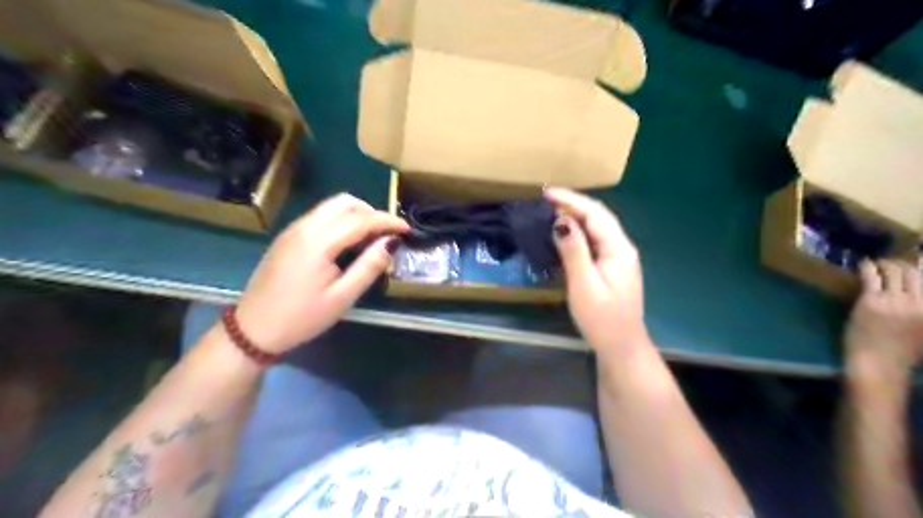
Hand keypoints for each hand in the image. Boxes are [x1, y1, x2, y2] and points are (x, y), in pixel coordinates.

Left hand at [235, 193, 408, 354]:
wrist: (252, 330)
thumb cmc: (301, 318)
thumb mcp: (342, 297)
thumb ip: (369, 267)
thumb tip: (391, 244)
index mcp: (318, 242)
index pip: (360, 219)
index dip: (387, 221)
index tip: (407, 229)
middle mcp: (304, 227)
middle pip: (344, 202)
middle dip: (371, 211)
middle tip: (388, 232)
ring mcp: (292, 230)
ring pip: (330, 207)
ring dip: (356, 214)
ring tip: (372, 236)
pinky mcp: (287, 237)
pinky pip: (320, 216)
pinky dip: (340, 220)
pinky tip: (348, 241)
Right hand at [543, 188, 646, 354]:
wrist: (621, 347)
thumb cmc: (601, 318)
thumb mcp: (584, 284)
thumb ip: (574, 250)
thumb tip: (560, 221)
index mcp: (618, 249)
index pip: (595, 214)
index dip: (571, 200)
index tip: (546, 193)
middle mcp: (622, 248)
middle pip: (599, 217)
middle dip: (574, 204)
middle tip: (546, 200)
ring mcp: (619, 258)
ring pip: (597, 228)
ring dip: (576, 216)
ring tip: (552, 210)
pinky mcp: (612, 267)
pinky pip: (595, 240)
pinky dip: (579, 231)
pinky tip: (566, 233)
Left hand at [846, 260, 922, 385]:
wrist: (878, 364)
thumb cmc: (901, 354)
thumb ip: (921, 314)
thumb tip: (915, 300)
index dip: (922, 269)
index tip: (918, 261)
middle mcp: (920, 303)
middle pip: (916, 273)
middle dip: (904, 264)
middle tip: (893, 263)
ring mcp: (896, 300)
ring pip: (894, 271)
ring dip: (886, 264)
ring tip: (878, 263)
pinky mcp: (872, 300)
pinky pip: (872, 276)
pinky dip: (868, 267)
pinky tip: (864, 264)